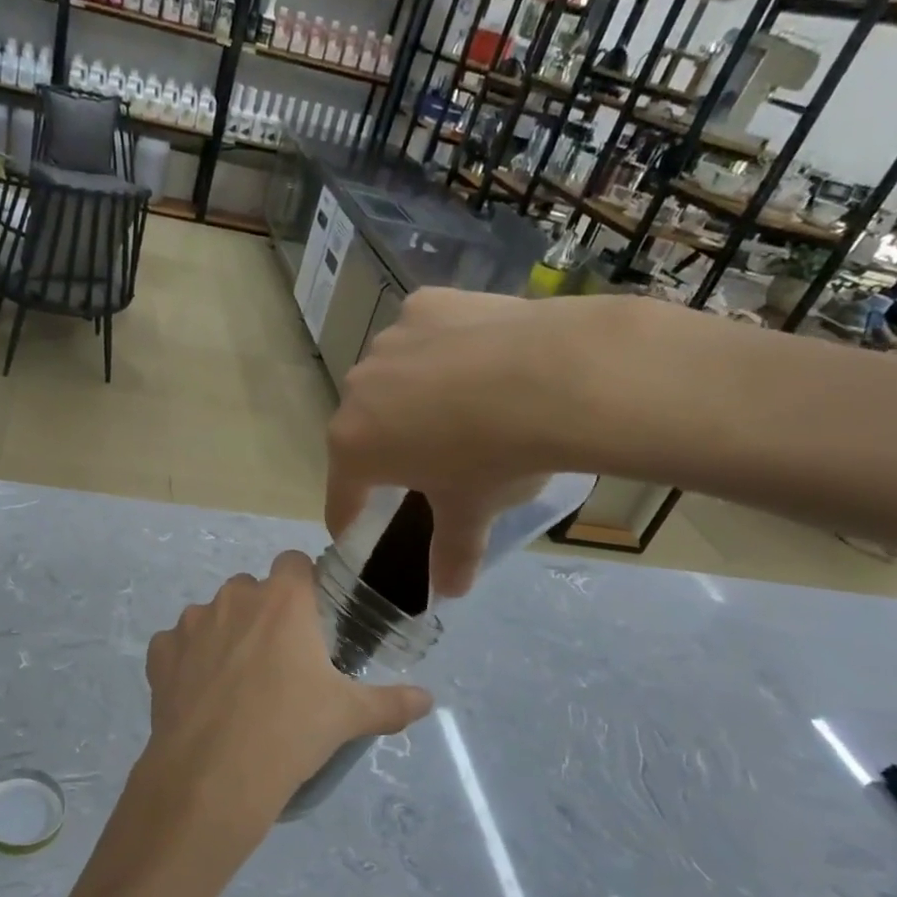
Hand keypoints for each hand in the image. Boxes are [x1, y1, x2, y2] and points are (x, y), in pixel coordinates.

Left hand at [126, 551, 430, 864]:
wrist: (213, 776)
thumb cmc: (290, 732)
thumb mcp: (348, 717)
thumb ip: (391, 703)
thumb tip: (427, 700)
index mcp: (283, 600)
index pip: (294, 563)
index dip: (304, 585)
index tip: (311, 621)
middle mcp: (234, 598)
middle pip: (252, 589)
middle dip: (264, 613)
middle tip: (279, 660)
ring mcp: (191, 623)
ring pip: (213, 614)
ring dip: (225, 635)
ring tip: (237, 683)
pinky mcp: (160, 653)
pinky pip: (177, 645)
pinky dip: (187, 661)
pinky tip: (201, 696)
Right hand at [326, 289, 625, 596]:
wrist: (555, 376)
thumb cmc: (496, 457)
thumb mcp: (472, 512)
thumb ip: (452, 552)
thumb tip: (450, 592)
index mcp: (354, 445)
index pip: (341, 492)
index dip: (348, 516)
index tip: (354, 528)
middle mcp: (357, 388)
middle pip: (363, 429)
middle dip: (385, 449)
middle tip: (425, 464)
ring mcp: (390, 340)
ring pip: (391, 378)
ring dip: (411, 396)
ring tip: (461, 406)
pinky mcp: (425, 304)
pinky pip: (422, 336)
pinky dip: (439, 350)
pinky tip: (477, 359)